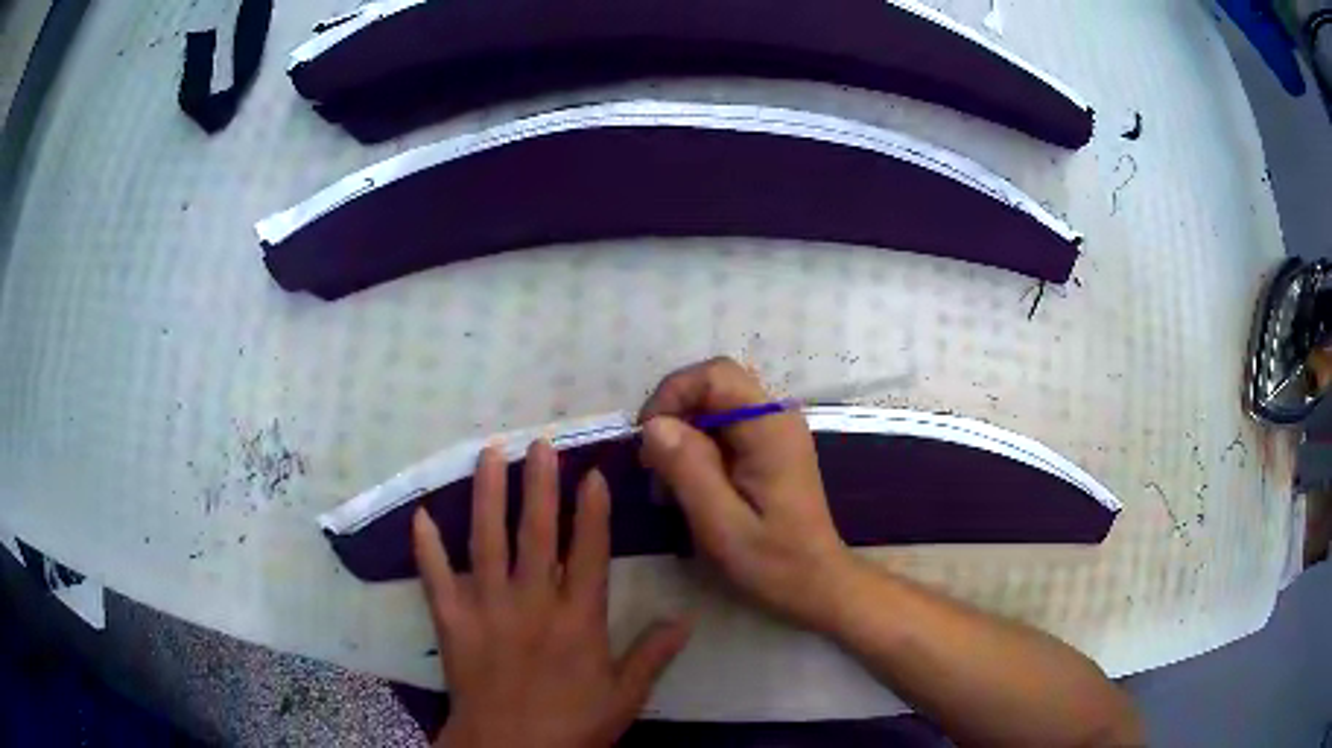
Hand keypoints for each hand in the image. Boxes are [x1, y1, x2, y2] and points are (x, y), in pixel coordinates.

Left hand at [412, 442, 692, 747]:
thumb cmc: (571, 725)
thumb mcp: (624, 697)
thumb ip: (652, 655)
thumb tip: (685, 618)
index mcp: (577, 618)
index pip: (588, 552)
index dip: (592, 510)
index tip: (592, 473)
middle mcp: (531, 602)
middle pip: (535, 533)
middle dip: (538, 485)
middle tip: (538, 443)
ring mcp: (486, 608)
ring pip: (486, 541)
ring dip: (487, 495)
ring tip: (489, 454)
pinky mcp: (451, 621)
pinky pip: (436, 577)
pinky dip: (427, 547)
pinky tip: (420, 515)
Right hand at [638, 357, 856, 632]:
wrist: (816, 583)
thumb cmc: (773, 561)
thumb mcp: (722, 524)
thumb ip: (688, 470)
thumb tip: (654, 425)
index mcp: (769, 428)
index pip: (715, 375)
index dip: (673, 395)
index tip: (647, 440)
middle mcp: (775, 417)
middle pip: (712, 386)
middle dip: (673, 418)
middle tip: (653, 468)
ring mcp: (773, 431)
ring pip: (712, 407)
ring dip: (681, 438)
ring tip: (667, 488)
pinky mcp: (767, 448)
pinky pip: (721, 429)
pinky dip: (695, 451)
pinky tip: (688, 489)